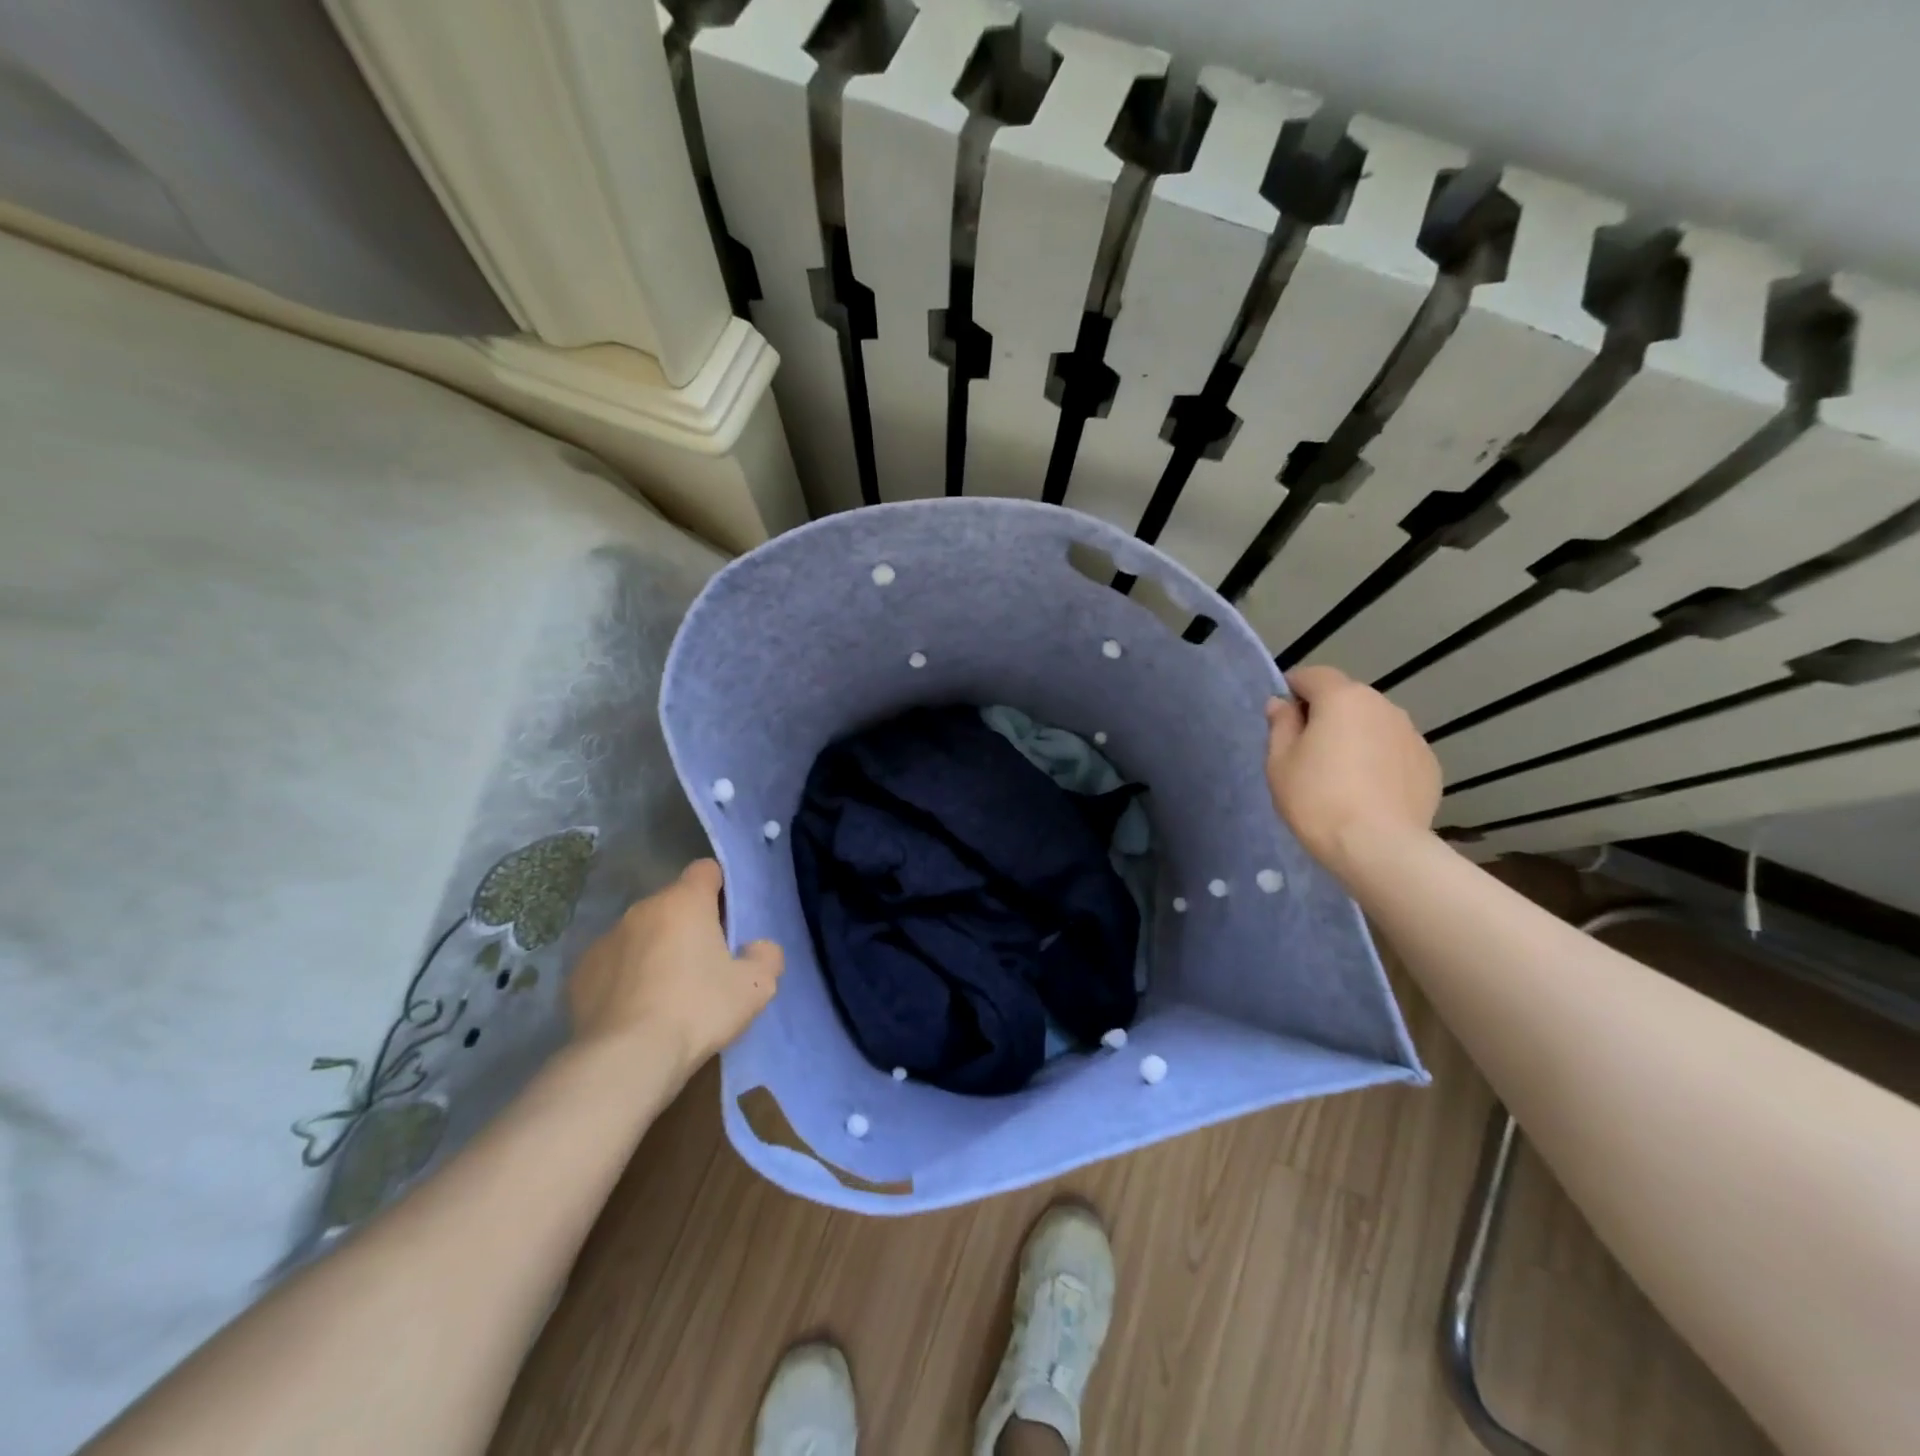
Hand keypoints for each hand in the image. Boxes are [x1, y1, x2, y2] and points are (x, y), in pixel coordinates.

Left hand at [566, 859, 782, 1067]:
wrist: (626, 1059)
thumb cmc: (698, 1010)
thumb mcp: (756, 987)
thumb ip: (766, 956)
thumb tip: (755, 948)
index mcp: (684, 901)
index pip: (706, 870)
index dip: (721, 889)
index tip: (729, 921)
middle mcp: (641, 910)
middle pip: (673, 904)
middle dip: (688, 926)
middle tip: (705, 965)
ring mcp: (605, 940)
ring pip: (641, 934)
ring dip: (655, 950)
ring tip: (667, 994)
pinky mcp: (579, 974)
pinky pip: (613, 965)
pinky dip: (625, 979)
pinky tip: (635, 1012)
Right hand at [1265, 665, 1441, 879]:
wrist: (1378, 847)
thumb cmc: (1317, 799)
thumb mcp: (1279, 762)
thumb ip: (1280, 725)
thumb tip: (1281, 704)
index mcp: (1342, 698)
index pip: (1312, 675)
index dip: (1293, 690)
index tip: (1281, 718)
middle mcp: (1383, 705)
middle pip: (1346, 698)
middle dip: (1326, 715)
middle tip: (1307, 751)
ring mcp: (1411, 734)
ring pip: (1373, 725)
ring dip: (1355, 737)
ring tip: (1340, 776)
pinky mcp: (1429, 764)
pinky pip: (1394, 751)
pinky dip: (1379, 761)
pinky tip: (1368, 792)